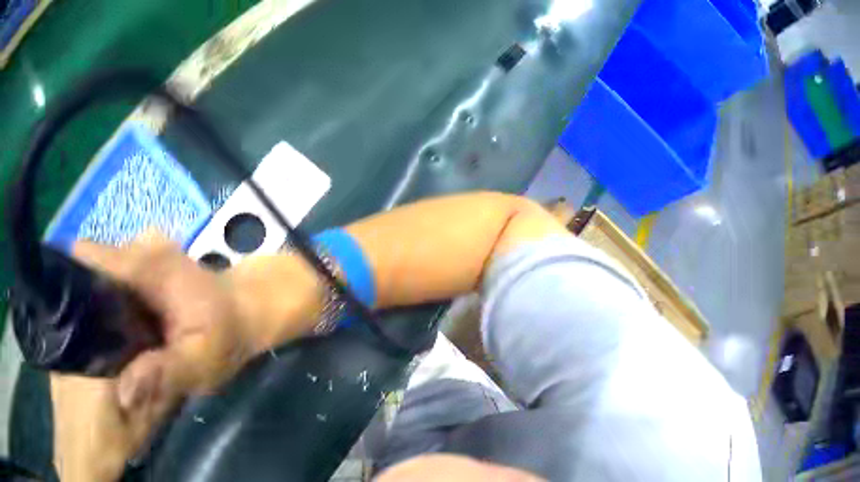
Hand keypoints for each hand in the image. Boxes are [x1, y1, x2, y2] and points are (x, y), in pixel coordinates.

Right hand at [52, 233, 257, 480]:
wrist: (244, 311)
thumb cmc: (226, 338)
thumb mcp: (202, 364)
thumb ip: (164, 374)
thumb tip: (122, 393)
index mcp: (147, 265)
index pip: (90, 258)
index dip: (69, 284)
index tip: (59, 319)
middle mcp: (138, 247)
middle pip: (89, 266)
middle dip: (79, 301)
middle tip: (78, 343)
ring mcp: (139, 250)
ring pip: (98, 272)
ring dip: (92, 303)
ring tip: (91, 340)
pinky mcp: (140, 261)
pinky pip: (111, 277)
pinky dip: (105, 300)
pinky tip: (108, 329)